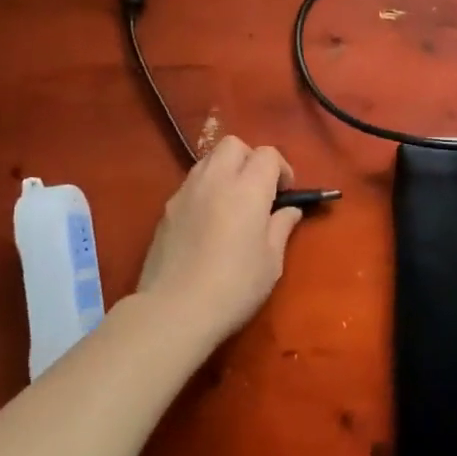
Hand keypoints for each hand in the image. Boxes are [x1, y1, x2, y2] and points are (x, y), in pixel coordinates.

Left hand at [135, 136, 301, 343]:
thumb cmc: (233, 287)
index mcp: (247, 189)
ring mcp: (186, 192)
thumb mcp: (271, 262)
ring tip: (233, 202)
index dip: (281, 168)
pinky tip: (209, 221)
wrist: (174, 310)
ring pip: (208, 159)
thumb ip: (281, 227)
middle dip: (250, 159)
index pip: (267, 154)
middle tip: (258, 190)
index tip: (285, 194)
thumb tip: (290, 210)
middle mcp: (215, 180)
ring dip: (226, 170)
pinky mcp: (167, 209)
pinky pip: (191, 183)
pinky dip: (206, 189)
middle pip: (234, 145)